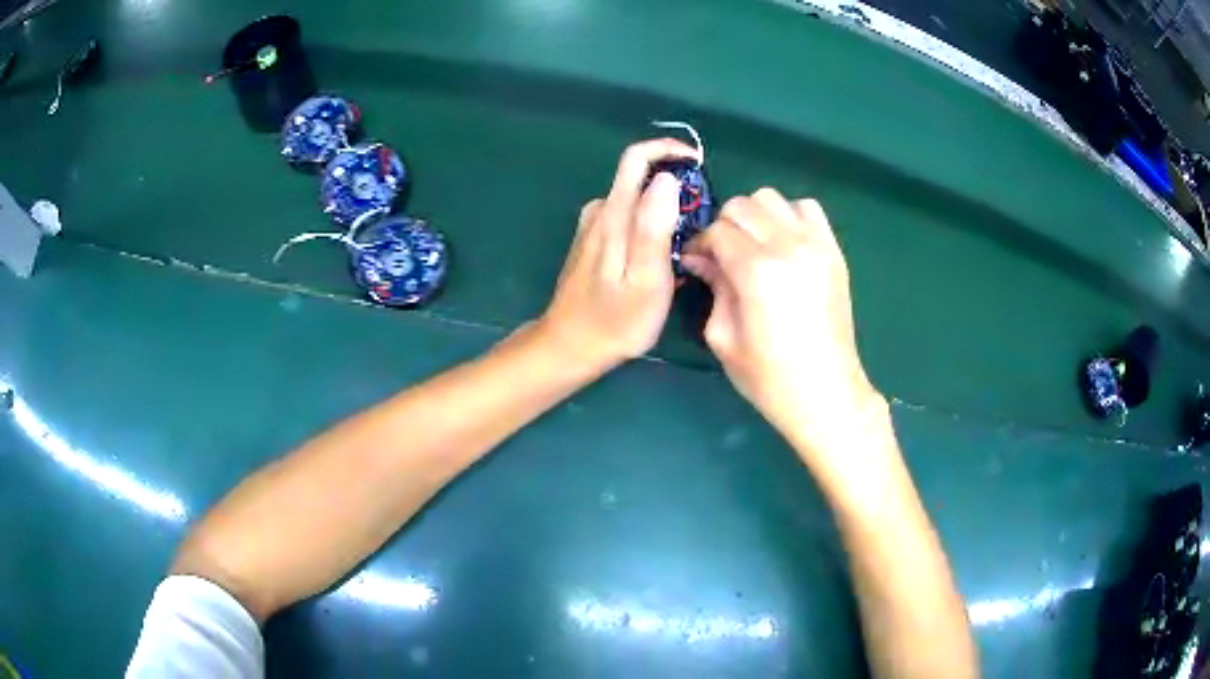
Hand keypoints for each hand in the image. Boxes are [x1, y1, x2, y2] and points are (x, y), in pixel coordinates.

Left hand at [536, 138, 702, 371]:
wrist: (570, 345)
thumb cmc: (616, 321)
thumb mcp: (646, 279)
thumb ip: (654, 227)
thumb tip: (667, 179)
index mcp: (614, 214)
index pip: (637, 158)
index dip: (668, 150)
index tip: (698, 162)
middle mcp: (600, 211)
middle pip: (638, 176)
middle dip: (673, 184)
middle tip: (701, 219)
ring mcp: (592, 226)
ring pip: (634, 199)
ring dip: (661, 208)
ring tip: (685, 243)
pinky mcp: (592, 241)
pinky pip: (626, 217)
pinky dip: (647, 223)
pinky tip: (659, 255)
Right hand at [682, 189, 884, 455]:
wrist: (826, 393)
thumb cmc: (769, 377)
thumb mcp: (723, 338)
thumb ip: (713, 287)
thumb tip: (701, 259)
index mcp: (756, 271)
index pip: (717, 231)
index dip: (700, 243)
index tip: (697, 262)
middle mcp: (787, 246)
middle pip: (742, 206)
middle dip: (724, 226)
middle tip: (722, 255)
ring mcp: (816, 245)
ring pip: (772, 198)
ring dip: (755, 216)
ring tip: (754, 245)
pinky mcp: (834, 251)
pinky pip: (807, 208)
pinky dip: (789, 216)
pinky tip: (784, 243)